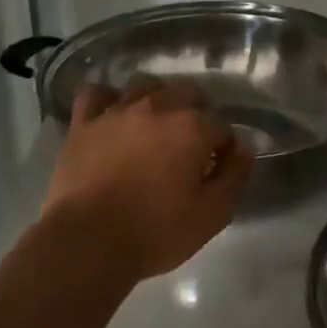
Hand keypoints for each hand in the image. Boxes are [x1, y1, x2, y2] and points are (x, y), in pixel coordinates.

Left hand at [41, 79, 253, 281]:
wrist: (87, 242)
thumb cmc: (155, 232)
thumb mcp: (212, 214)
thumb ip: (235, 175)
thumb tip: (243, 147)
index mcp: (193, 127)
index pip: (222, 125)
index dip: (225, 146)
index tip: (218, 168)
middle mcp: (157, 107)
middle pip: (187, 93)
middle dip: (197, 114)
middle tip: (190, 146)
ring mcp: (117, 111)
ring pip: (145, 85)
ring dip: (158, 99)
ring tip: (156, 126)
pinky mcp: (83, 123)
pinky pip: (97, 93)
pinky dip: (108, 99)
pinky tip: (113, 114)